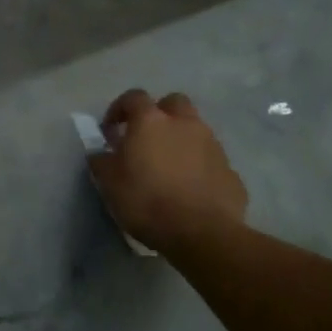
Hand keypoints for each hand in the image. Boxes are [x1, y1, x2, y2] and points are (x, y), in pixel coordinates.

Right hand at [89, 90, 249, 256]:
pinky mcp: (230, 170)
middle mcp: (185, 124)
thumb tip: (101, 153)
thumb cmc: (147, 201)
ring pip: (196, 129)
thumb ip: (102, 161)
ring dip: (182, 139)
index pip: (133, 97)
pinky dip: (200, 166)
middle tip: (147, 138)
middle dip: (160, 114)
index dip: (119, 109)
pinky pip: (211, 159)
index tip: (111, 130)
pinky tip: (191, 188)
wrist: (202, 233)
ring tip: (170, 166)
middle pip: (173, 103)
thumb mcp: (109, 183)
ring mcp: (212, 145)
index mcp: (151, 121)